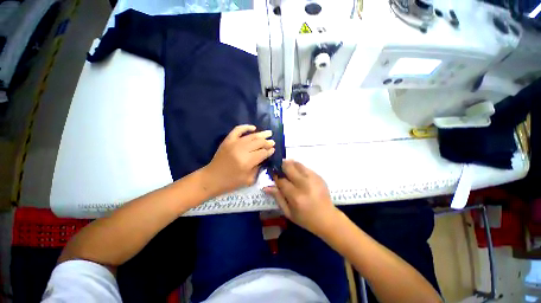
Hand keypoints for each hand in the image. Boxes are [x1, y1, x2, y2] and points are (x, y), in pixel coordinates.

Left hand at [203, 125, 274, 195]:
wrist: (212, 178)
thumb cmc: (231, 182)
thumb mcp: (249, 179)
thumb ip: (258, 168)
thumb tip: (264, 157)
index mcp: (247, 161)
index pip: (263, 153)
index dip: (269, 151)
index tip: (273, 150)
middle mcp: (242, 150)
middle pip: (259, 143)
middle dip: (267, 142)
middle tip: (272, 142)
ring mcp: (234, 143)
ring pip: (251, 136)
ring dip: (261, 134)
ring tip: (269, 133)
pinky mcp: (228, 140)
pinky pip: (238, 130)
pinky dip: (246, 127)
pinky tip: (253, 127)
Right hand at [263, 160, 339, 235]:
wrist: (327, 218)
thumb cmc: (305, 218)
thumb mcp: (288, 212)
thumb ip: (277, 198)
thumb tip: (266, 187)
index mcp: (295, 196)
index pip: (281, 180)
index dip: (275, 176)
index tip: (273, 174)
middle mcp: (304, 184)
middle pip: (289, 167)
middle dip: (281, 166)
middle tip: (279, 168)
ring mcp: (313, 179)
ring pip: (297, 164)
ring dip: (290, 164)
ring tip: (287, 169)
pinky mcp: (319, 176)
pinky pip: (305, 167)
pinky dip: (299, 168)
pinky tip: (297, 173)